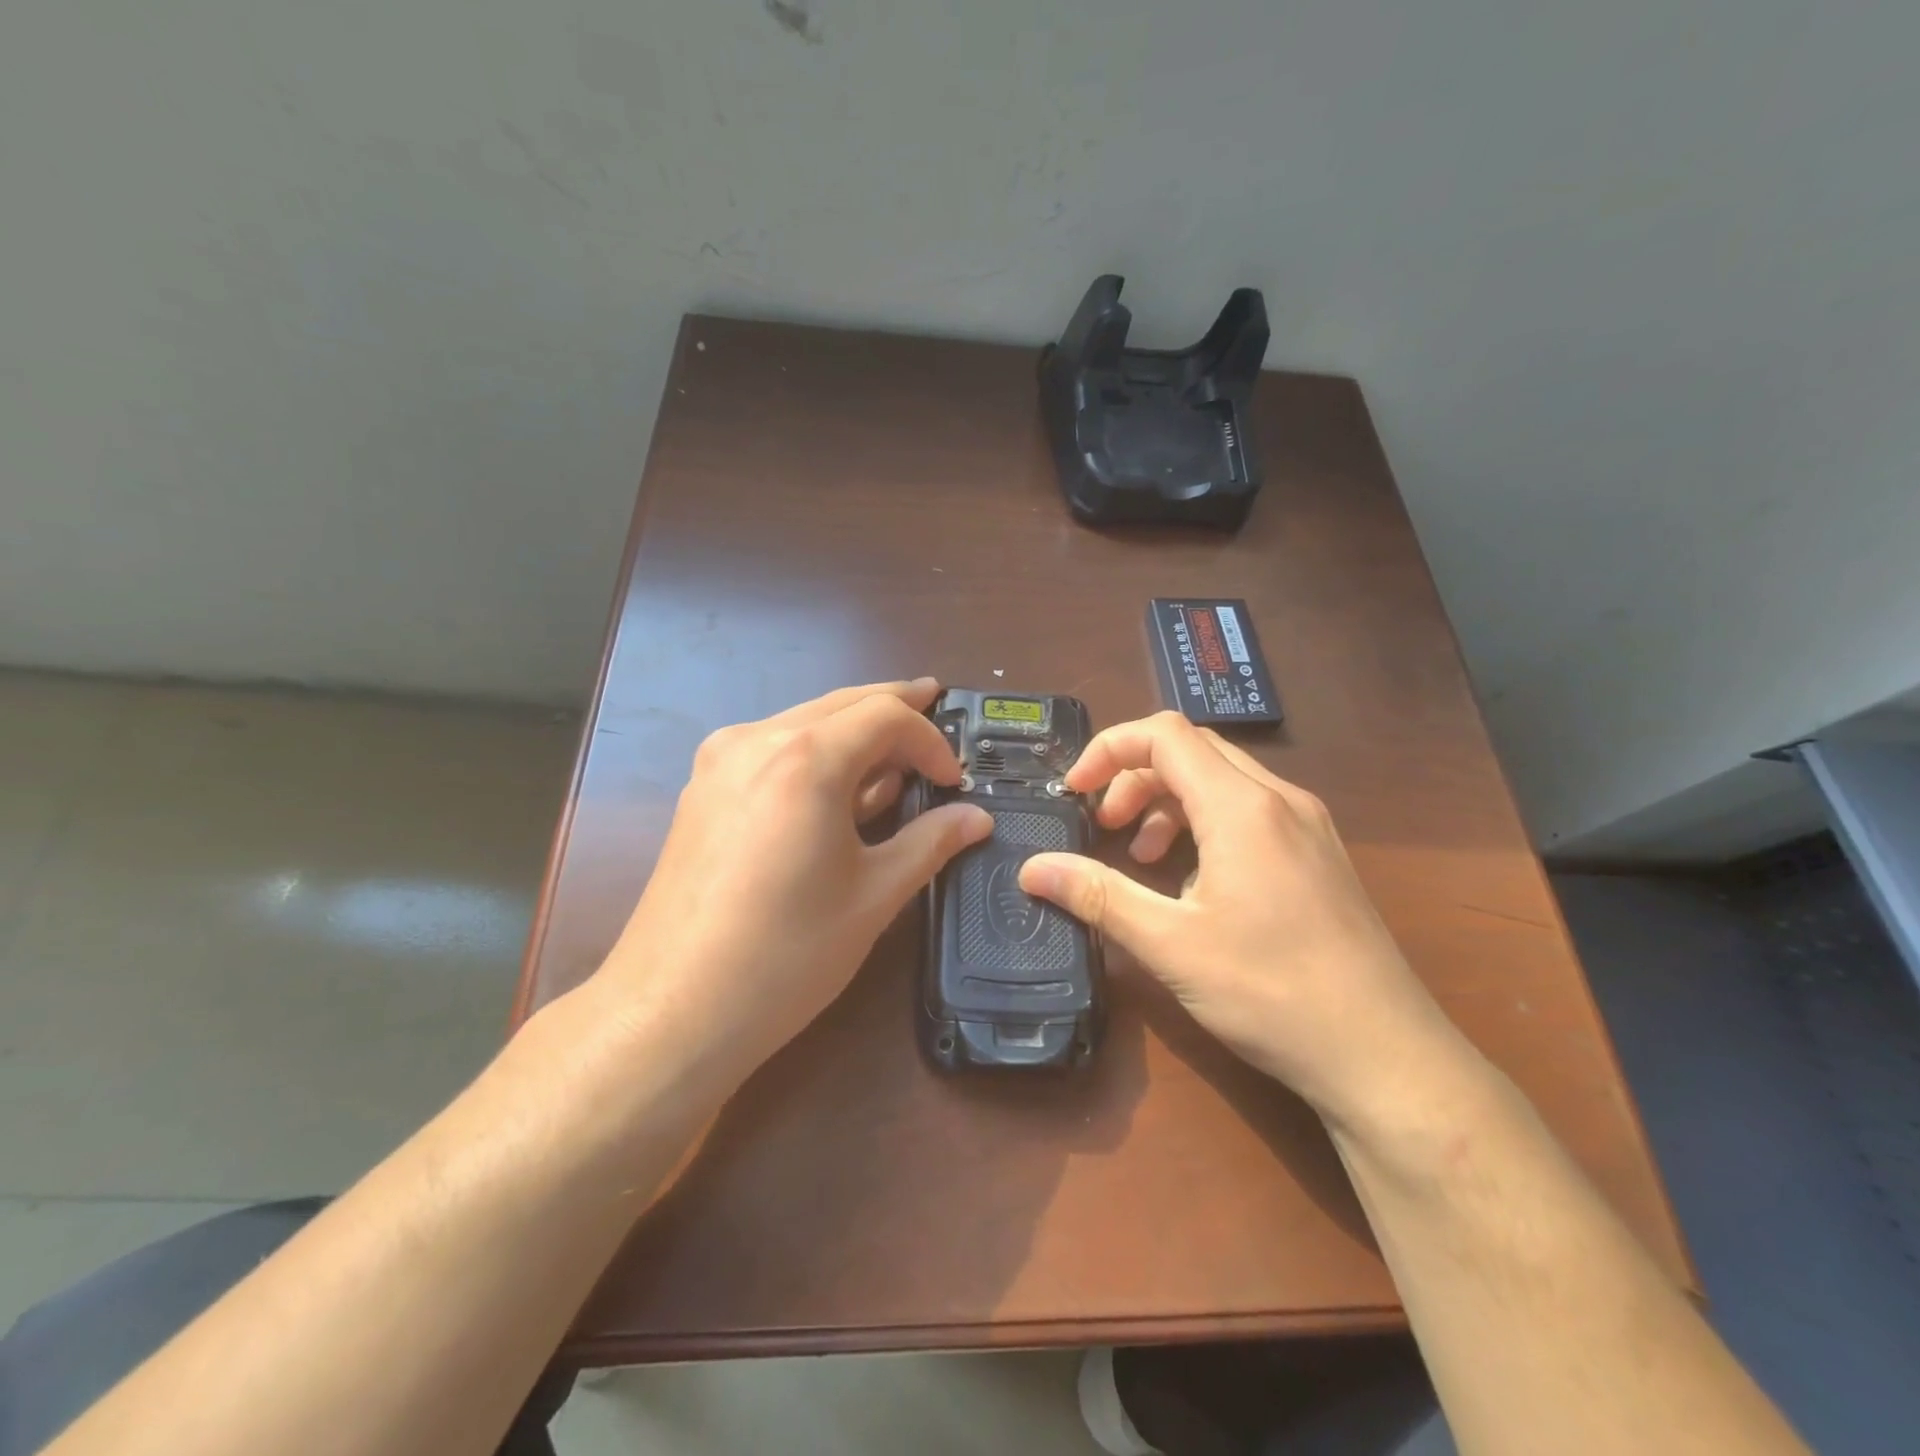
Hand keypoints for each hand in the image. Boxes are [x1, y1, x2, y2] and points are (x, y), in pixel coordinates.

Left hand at [596, 679, 992, 1096]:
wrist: (672, 1009)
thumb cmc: (787, 954)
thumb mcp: (874, 896)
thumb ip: (930, 843)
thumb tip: (978, 818)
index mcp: (806, 758)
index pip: (885, 716)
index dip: (930, 740)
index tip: (954, 781)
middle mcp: (757, 740)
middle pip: (842, 704)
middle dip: (894, 708)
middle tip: (934, 707)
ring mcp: (721, 761)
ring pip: (805, 722)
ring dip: (853, 732)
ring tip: (892, 760)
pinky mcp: (703, 788)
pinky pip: (773, 749)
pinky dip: (815, 754)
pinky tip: (835, 787)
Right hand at [1019, 711, 1465, 1127]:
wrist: (1386, 1056)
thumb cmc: (1273, 993)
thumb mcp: (1171, 945)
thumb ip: (1098, 895)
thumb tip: (1032, 870)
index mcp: (1242, 807)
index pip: (1164, 734)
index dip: (1109, 749)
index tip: (1075, 791)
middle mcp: (1280, 799)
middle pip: (1192, 750)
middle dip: (1134, 777)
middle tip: (1104, 826)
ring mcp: (1307, 825)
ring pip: (1223, 779)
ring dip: (1168, 801)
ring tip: (1142, 854)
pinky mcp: (1319, 854)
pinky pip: (1250, 810)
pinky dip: (1204, 822)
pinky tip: (1192, 879)